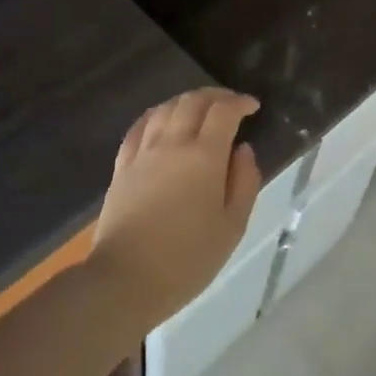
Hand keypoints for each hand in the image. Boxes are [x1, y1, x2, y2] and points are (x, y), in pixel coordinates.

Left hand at [89, 88, 262, 330]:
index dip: (240, 102)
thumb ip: (244, 182)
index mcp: (204, 156)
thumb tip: (243, 150)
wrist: (125, 280)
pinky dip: (157, 115)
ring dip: (187, 101)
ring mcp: (143, 153)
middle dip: (216, 96)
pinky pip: (139, 126)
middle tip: (230, 104)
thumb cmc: (187, 259)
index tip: (253, 107)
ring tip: (200, 109)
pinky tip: (162, 120)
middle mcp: (173, 144)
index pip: (224, 111)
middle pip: (192, 101)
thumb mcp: (232, 227)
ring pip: (165, 108)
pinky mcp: (122, 166)